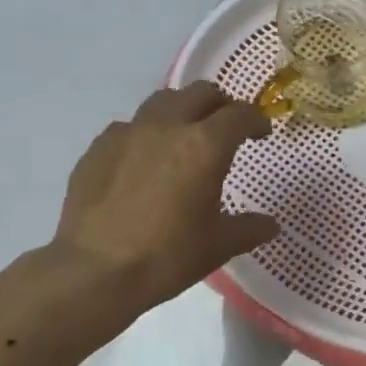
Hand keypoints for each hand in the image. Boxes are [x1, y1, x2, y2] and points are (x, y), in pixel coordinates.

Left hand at [45, 82, 278, 318]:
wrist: (94, 272)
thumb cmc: (167, 256)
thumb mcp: (219, 245)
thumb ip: (250, 228)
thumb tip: (271, 225)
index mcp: (205, 146)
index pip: (240, 114)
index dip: (256, 120)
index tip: (261, 133)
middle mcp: (168, 127)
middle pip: (201, 93)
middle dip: (220, 104)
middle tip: (226, 128)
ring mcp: (128, 133)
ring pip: (162, 101)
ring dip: (182, 110)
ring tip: (184, 136)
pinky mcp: (98, 148)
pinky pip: (129, 127)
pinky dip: (146, 134)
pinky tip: (144, 162)